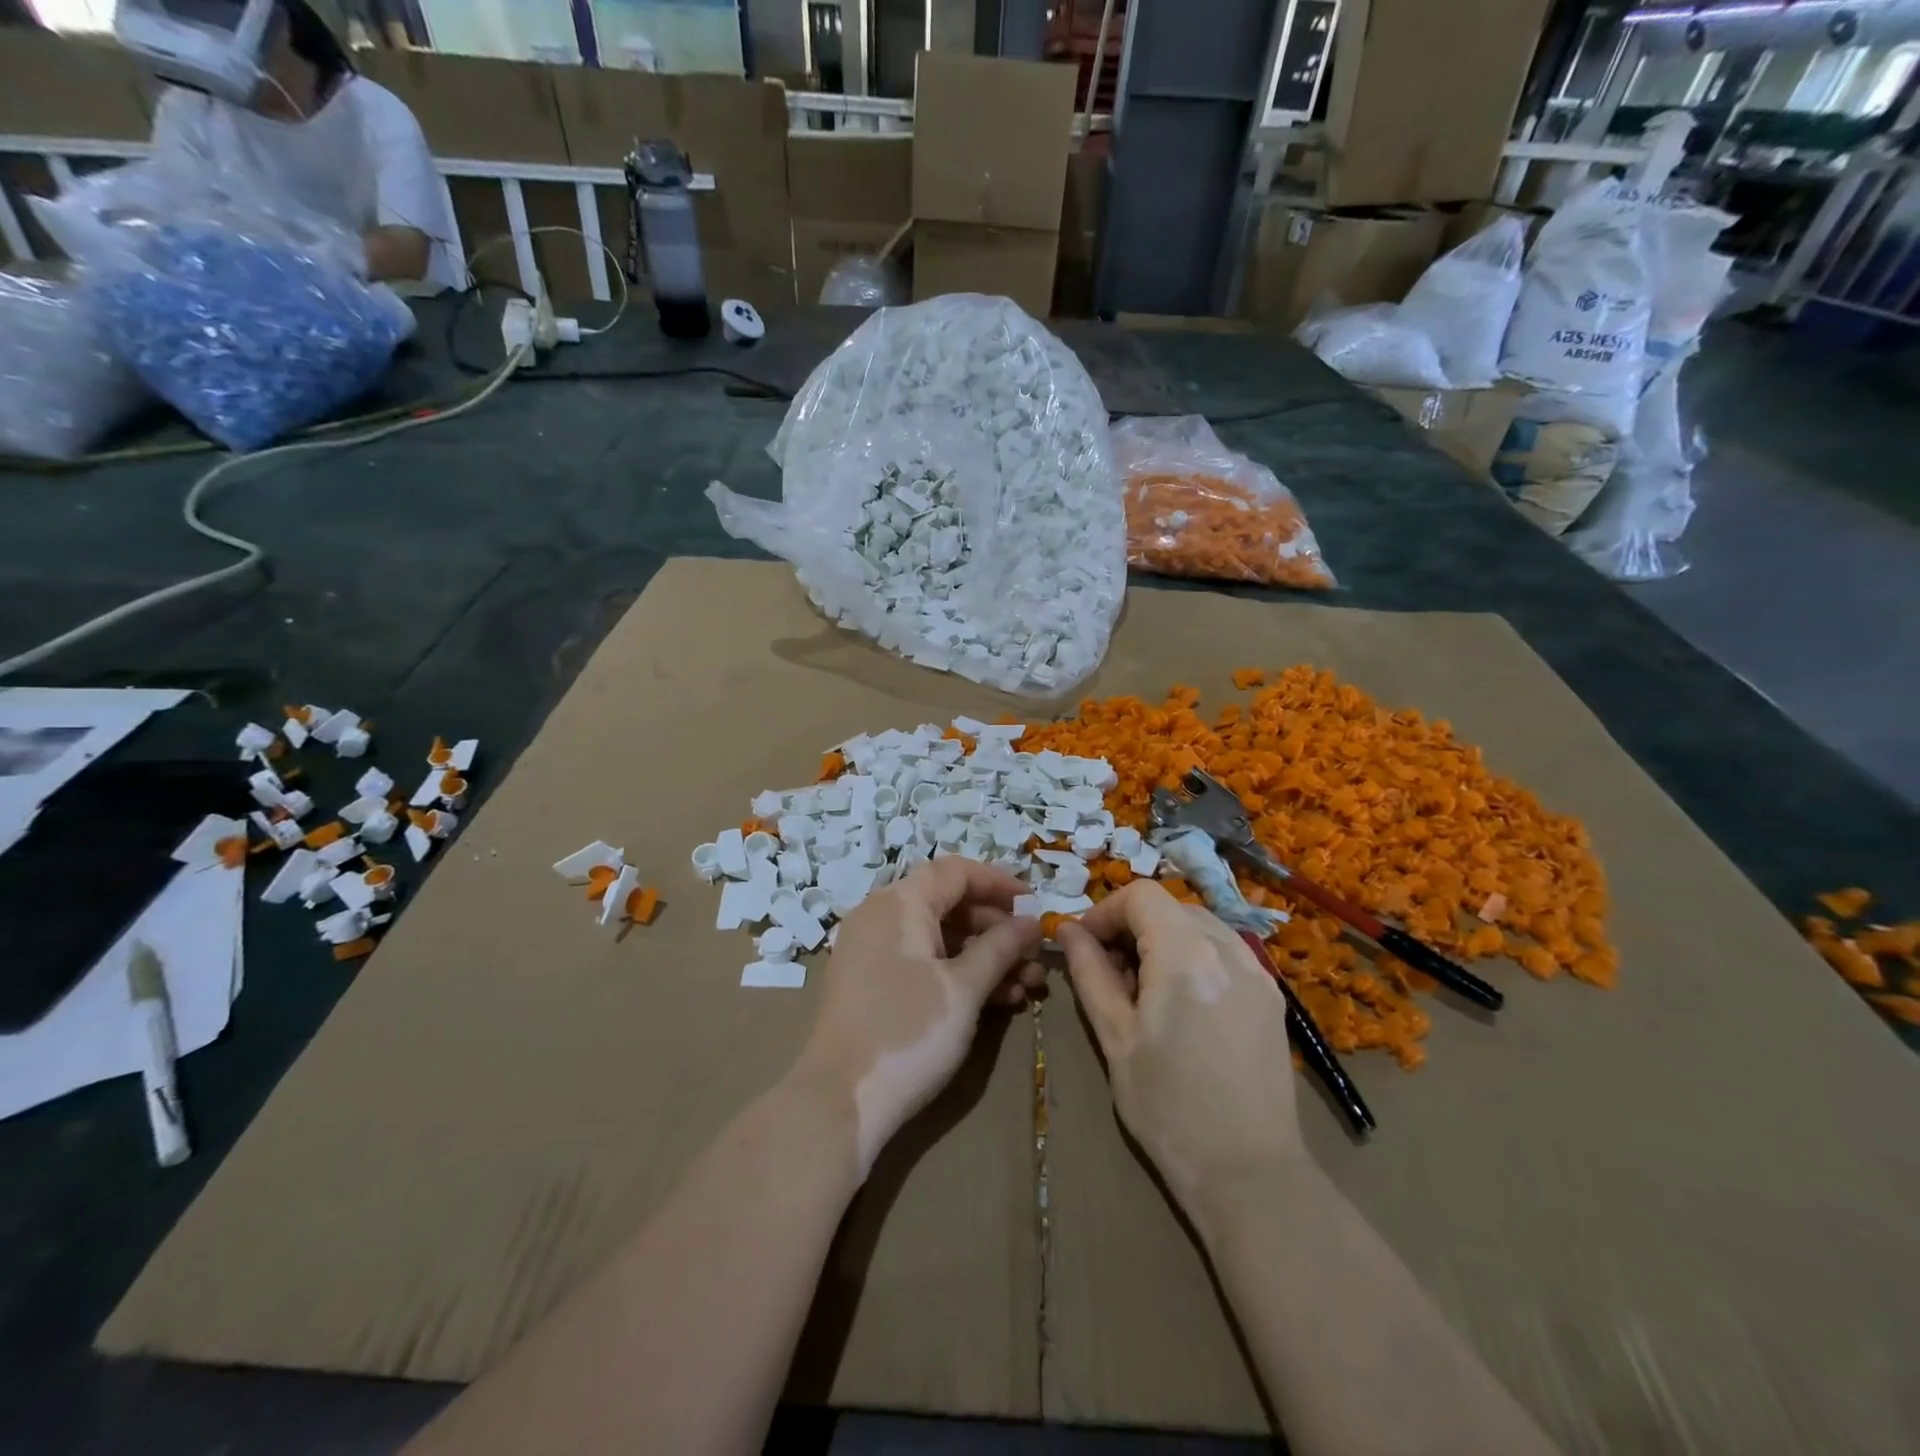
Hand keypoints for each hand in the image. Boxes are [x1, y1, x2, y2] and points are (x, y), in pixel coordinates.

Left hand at [796, 857, 1042, 1174]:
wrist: (838, 1103)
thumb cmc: (907, 1033)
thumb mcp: (963, 989)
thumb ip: (1000, 948)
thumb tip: (1030, 922)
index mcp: (899, 903)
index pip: (956, 871)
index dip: (1000, 883)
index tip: (1036, 906)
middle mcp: (881, 916)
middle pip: (949, 904)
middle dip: (998, 929)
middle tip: (1035, 958)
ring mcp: (874, 951)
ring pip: (940, 938)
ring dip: (985, 957)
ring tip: (1027, 987)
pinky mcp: (872, 983)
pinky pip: (923, 962)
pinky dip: (958, 974)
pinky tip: (997, 1001)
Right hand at [1057, 882, 1307, 1210]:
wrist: (1249, 1174)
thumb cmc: (1168, 1107)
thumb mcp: (1115, 1036)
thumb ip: (1090, 972)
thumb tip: (1068, 930)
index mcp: (1186, 953)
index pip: (1140, 895)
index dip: (1104, 911)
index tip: (1083, 946)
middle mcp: (1229, 947)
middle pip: (1169, 907)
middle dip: (1131, 927)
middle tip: (1108, 972)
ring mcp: (1258, 970)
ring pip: (1197, 926)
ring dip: (1162, 939)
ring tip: (1143, 990)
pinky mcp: (1271, 996)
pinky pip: (1223, 952)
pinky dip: (1193, 957)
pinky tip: (1181, 1004)